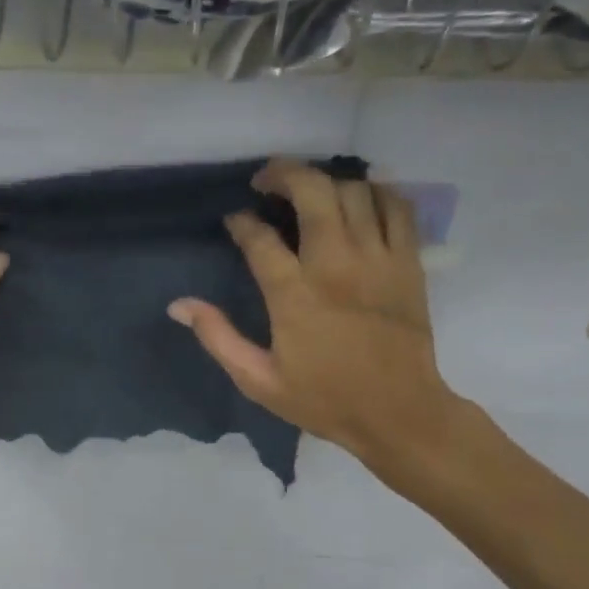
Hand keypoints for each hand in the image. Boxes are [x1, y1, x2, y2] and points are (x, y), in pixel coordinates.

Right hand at [168, 159, 472, 482]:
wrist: (399, 414)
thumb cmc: (325, 399)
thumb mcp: (258, 380)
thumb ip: (218, 337)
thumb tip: (179, 305)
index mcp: (294, 295)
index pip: (259, 238)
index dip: (241, 222)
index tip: (235, 221)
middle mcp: (335, 265)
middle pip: (312, 192)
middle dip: (284, 174)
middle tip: (267, 181)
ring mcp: (377, 259)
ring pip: (354, 191)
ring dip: (326, 181)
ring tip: (309, 190)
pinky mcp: (409, 263)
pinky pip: (398, 207)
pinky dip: (377, 192)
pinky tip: (360, 197)